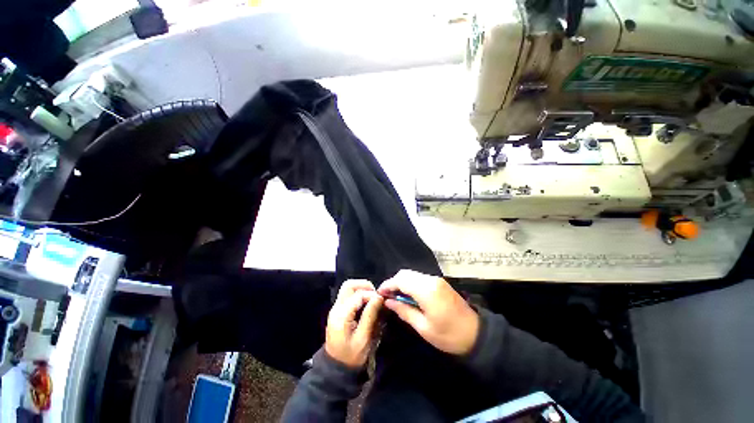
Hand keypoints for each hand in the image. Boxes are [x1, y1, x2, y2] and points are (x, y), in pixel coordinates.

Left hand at [325, 280, 383, 367]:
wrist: (335, 367)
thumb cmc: (351, 356)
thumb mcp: (363, 338)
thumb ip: (370, 315)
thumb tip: (379, 297)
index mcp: (341, 315)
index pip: (358, 295)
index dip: (371, 295)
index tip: (382, 300)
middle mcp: (336, 308)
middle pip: (349, 285)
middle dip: (364, 285)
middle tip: (375, 295)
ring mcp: (335, 308)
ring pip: (347, 288)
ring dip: (360, 288)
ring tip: (372, 297)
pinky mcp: (337, 310)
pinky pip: (347, 295)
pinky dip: (357, 294)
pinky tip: (366, 302)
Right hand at [378, 270, 478, 355]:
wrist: (476, 334)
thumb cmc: (449, 335)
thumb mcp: (424, 328)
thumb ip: (404, 311)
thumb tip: (388, 302)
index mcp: (426, 291)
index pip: (401, 280)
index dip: (388, 285)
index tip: (379, 294)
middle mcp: (430, 280)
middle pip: (405, 273)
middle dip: (393, 282)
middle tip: (387, 297)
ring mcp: (436, 280)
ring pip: (412, 274)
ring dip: (402, 282)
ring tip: (396, 297)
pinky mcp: (439, 282)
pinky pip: (419, 278)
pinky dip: (410, 283)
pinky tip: (408, 295)